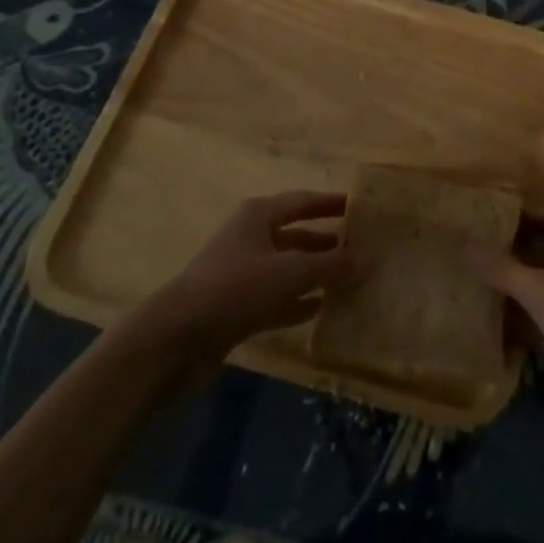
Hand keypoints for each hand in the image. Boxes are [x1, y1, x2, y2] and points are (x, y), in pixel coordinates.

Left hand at [118, 191, 357, 375]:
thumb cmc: (234, 289)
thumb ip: (331, 266)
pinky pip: (276, 299)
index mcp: (259, 216)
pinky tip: (322, 310)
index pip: (303, 201)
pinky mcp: (236, 308)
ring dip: (315, 274)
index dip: (331, 203)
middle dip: (327, 243)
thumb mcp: (289, 272)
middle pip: (296, 235)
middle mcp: (250, 238)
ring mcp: (241, 274)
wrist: (173, 341)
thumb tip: (371, 259)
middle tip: (362, 249)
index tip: (360, 208)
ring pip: (288, 268)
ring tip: (350, 280)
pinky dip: (298, 302)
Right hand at [472, 210, 543, 435]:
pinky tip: (506, 331)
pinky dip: (535, 324)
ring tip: (490, 288)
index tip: (502, 221)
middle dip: (526, 254)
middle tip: (488, 254)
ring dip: (528, 290)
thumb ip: (503, 269)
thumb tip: (466, 243)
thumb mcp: (541, 290)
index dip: (535, 217)